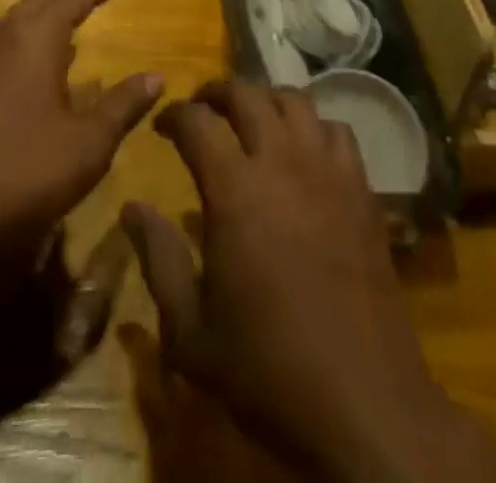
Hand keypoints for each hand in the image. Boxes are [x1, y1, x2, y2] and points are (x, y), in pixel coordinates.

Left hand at [0, 0, 161, 240]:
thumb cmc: (23, 168)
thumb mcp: (87, 143)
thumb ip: (122, 105)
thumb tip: (156, 77)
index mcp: (37, 37)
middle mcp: (6, 33)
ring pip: (23, 13)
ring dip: (53, 7)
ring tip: (80, 14)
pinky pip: (9, 36)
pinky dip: (35, 31)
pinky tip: (49, 58)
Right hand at [123, 81, 495, 482]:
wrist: (363, 402)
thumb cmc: (267, 369)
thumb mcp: (191, 331)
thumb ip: (158, 259)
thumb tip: (132, 209)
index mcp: (234, 189)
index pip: (196, 122)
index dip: (174, 115)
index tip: (161, 125)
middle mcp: (281, 162)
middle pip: (246, 94)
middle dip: (216, 92)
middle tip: (201, 109)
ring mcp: (327, 170)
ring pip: (294, 100)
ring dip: (265, 99)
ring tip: (250, 119)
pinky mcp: (361, 188)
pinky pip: (335, 130)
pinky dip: (312, 126)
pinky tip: (303, 151)